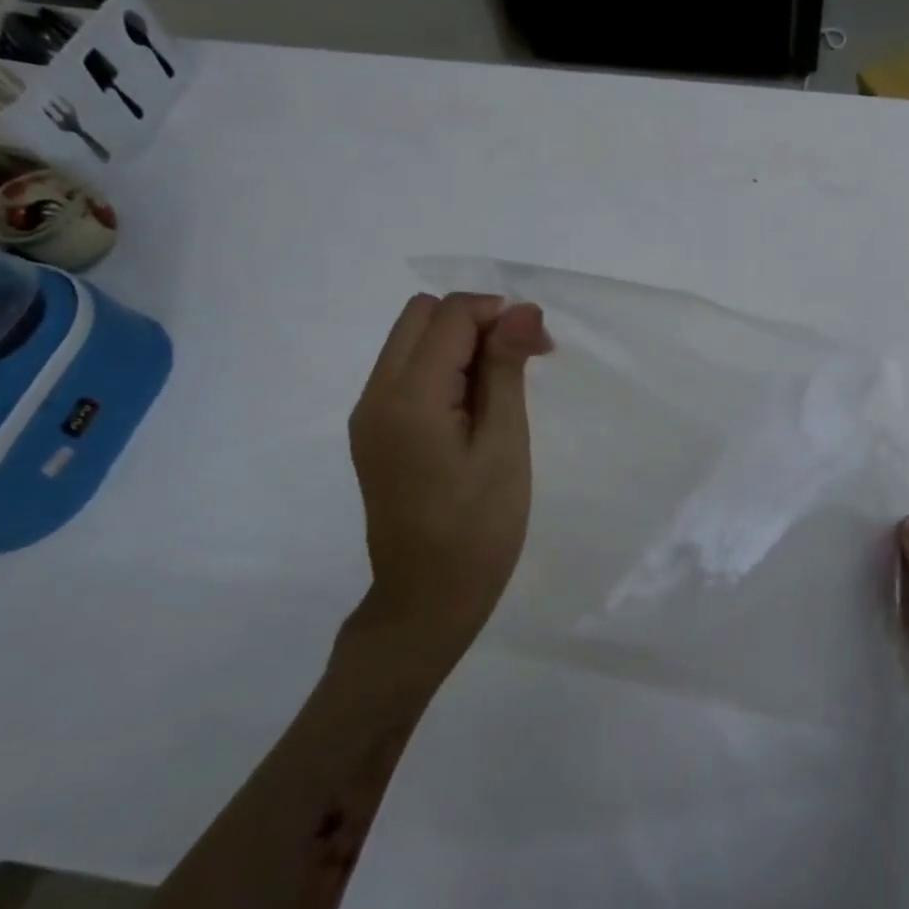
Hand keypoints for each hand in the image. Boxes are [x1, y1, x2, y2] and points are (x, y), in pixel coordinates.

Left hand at [345, 292, 552, 680]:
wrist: (427, 599)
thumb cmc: (479, 527)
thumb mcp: (505, 444)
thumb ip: (506, 369)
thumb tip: (522, 308)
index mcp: (408, 397)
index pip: (450, 315)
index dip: (498, 315)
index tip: (539, 347)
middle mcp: (376, 394)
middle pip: (421, 315)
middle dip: (476, 322)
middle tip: (520, 361)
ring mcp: (369, 414)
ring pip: (411, 340)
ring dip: (460, 344)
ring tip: (502, 388)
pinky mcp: (374, 432)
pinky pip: (406, 372)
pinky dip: (443, 369)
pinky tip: (473, 407)